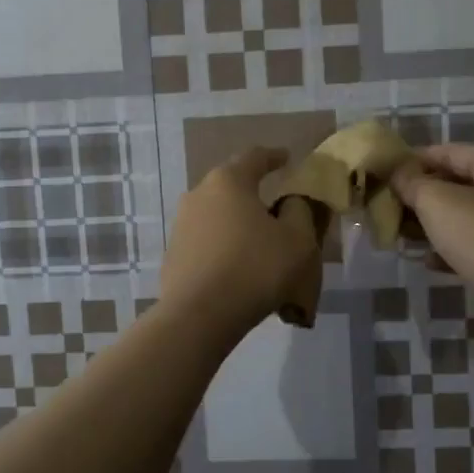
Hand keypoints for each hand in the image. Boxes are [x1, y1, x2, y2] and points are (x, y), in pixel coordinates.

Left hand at [160, 147, 318, 340]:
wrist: (200, 316)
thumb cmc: (256, 268)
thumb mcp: (297, 240)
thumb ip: (299, 212)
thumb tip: (291, 202)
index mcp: (229, 181)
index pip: (254, 157)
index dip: (274, 157)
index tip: (287, 158)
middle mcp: (199, 195)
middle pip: (231, 185)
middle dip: (254, 193)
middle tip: (276, 206)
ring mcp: (181, 225)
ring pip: (217, 215)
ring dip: (237, 223)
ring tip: (259, 243)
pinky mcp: (173, 255)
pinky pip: (206, 242)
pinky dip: (224, 247)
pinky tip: (238, 268)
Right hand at [391, 143, 473, 322]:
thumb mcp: (437, 201)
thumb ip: (412, 182)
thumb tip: (396, 172)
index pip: (450, 151)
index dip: (415, 158)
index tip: (385, 170)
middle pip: (455, 183)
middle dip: (419, 193)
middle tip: (387, 204)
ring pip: (460, 215)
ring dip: (429, 222)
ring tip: (398, 232)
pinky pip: (469, 243)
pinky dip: (446, 247)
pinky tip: (423, 259)